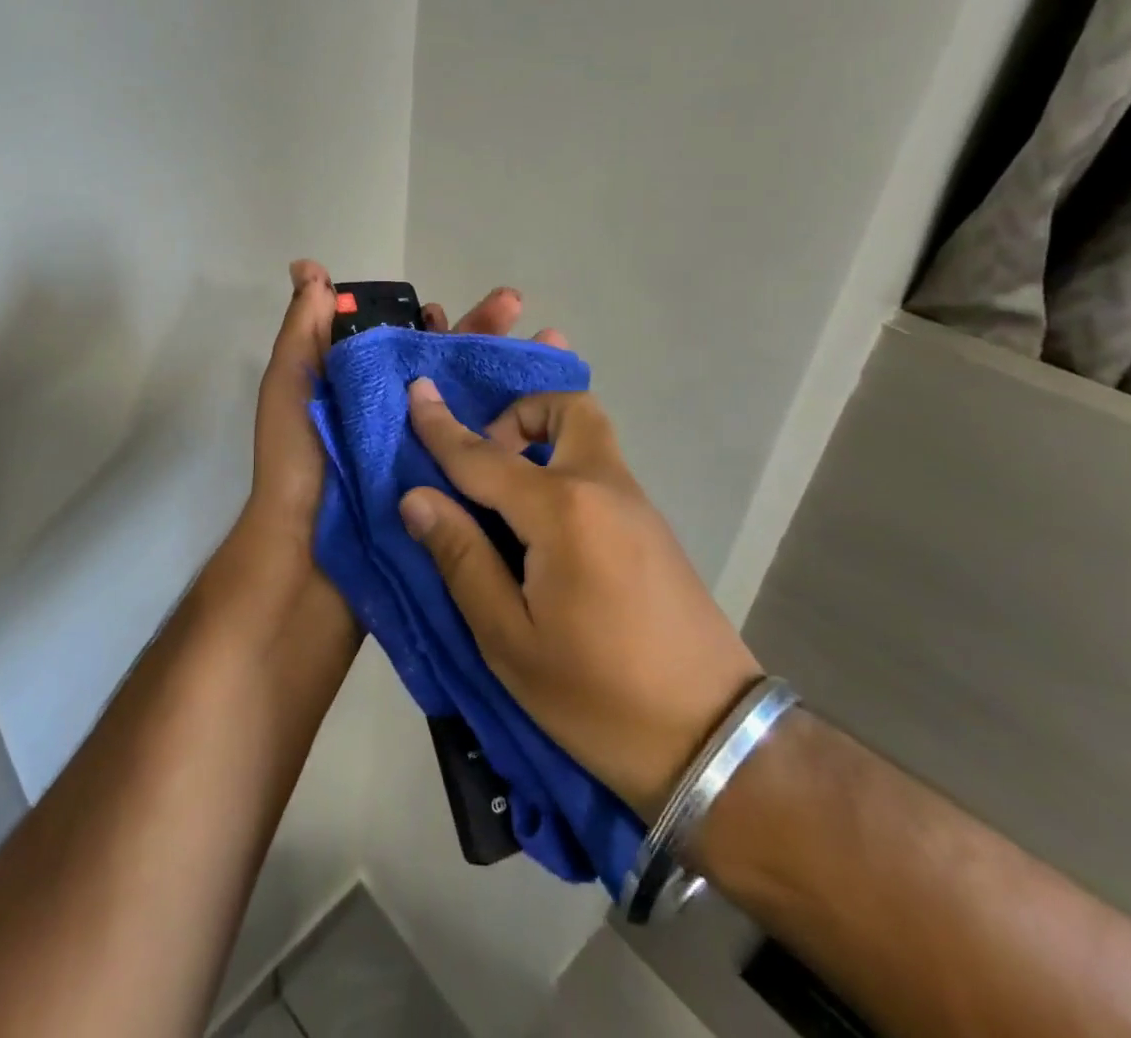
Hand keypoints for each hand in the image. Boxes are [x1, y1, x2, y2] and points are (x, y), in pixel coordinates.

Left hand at [242, 262, 564, 547]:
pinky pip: (488, 459)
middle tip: (518, 309)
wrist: (306, 563)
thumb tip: (308, 267)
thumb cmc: (298, 468)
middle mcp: (402, 421)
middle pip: (450, 372)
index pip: (407, 347)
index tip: (447, 308)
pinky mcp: (450, 493)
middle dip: (483, 339)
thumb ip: (303, 332)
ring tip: (554, 352)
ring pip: (476, 409)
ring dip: (512, 380)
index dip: (430, 325)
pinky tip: (554, 418)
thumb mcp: (291, 389)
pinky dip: (518, 437)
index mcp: (366, 394)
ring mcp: (428, 458)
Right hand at [397, 384, 761, 821]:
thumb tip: (416, 497)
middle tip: (486, 461)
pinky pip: (600, 469)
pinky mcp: (653, 527)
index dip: (441, 426)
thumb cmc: (597, 697)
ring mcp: (637, 504)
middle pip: (567, 408)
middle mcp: (604, 487)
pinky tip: (545, 523)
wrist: (714, 741)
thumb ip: (461, 557)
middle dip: (519, 413)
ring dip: (544, 437)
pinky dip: (566, 466)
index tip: (416, 390)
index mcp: (562, 512)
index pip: (484, 456)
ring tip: (507, 495)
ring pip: (589, 434)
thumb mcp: (509, 639)